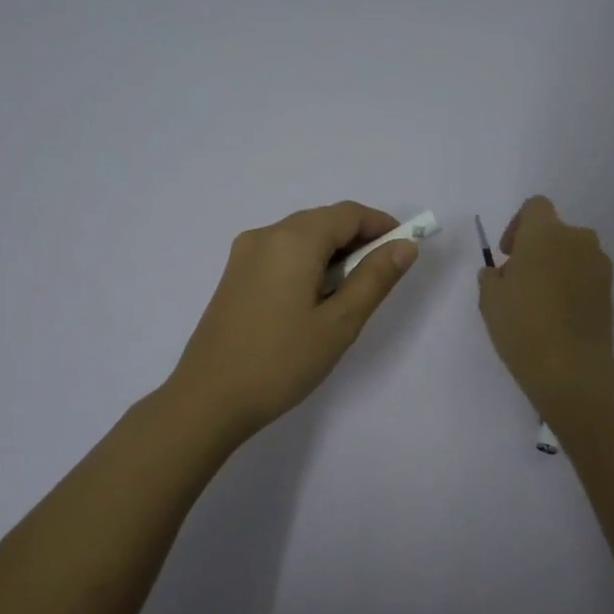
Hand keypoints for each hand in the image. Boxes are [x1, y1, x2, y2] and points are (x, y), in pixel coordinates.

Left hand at [167, 201, 419, 439]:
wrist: (209, 399)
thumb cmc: (281, 362)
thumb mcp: (339, 323)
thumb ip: (374, 279)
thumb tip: (404, 246)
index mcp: (292, 240)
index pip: (347, 214)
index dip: (381, 226)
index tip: (404, 251)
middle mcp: (265, 235)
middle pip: (322, 221)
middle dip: (358, 240)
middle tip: (381, 278)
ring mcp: (244, 255)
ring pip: (301, 238)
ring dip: (332, 253)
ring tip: (350, 294)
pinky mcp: (234, 276)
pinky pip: (280, 254)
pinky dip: (307, 264)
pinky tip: (315, 299)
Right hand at [478, 196, 613, 409]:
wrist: (570, 366)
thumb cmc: (522, 324)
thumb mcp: (490, 299)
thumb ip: (492, 276)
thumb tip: (502, 273)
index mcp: (545, 233)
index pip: (535, 207)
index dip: (518, 225)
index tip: (509, 253)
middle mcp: (578, 239)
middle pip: (556, 231)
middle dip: (538, 249)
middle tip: (521, 280)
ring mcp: (599, 264)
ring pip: (573, 254)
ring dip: (557, 266)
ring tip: (540, 300)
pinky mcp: (610, 290)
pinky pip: (586, 275)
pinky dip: (572, 285)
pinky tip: (558, 314)